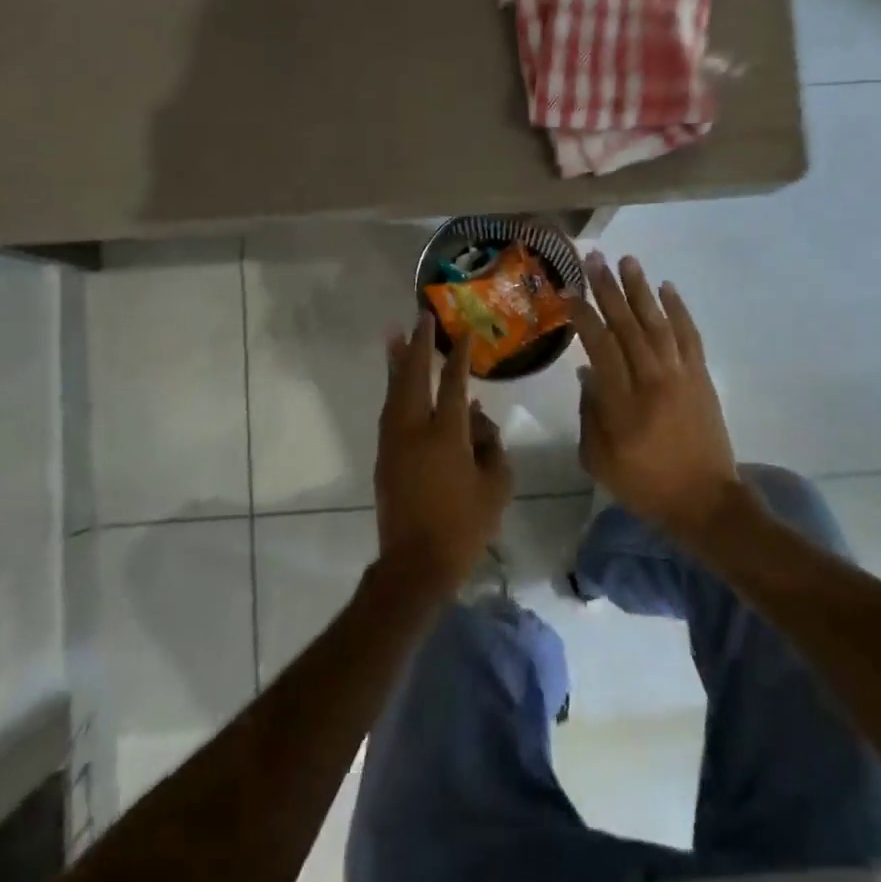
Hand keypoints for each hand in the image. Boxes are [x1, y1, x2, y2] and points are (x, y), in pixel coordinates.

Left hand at [374, 312, 513, 596]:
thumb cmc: (465, 526)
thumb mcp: (496, 485)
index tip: (461, 333)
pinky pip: (388, 412)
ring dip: (396, 363)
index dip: (458, 357)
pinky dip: (393, 391)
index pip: (453, 384)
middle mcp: (414, 431)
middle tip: (418, 318)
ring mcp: (394, 443)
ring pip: (393, 393)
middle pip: (412, 378)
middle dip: (416, 346)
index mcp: (446, 436)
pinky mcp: (384, 458)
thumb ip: (491, 444)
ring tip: (395, 337)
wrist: (417, 563)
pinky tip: (398, 384)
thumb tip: (477, 416)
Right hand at [573, 253, 737, 542]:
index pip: (600, 346)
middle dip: (609, 290)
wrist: (705, 500)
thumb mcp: (599, 461)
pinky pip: (689, 335)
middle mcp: (651, 380)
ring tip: (628, 261)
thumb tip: (587, 373)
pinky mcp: (701, 377)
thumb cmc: (645, 485)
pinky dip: (679, 310)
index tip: (570, 293)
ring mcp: (680, 375)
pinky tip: (667, 288)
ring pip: (658, 322)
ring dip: (642, 290)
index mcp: (622, 402)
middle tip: (596, 259)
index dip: (584, 316)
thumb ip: (590, 414)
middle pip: (627, 325)